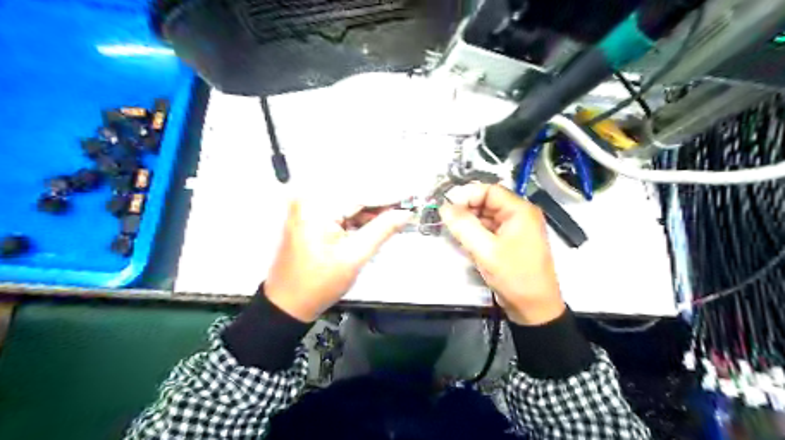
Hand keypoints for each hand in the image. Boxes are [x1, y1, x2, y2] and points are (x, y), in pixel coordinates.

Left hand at [267, 200, 410, 322]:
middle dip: (381, 202)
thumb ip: (382, 230)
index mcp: (317, 207)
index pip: (361, 193)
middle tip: (405, 208)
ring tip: (394, 216)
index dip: (389, 195)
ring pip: (348, 202)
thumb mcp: (355, 257)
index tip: (411, 197)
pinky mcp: (307, 216)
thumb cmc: (318, 284)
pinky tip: (374, 223)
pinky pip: (338, 210)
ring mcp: (306, 207)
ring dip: (370, 210)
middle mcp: (308, 199)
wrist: (287, 304)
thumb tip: (404, 213)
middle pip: (354, 194)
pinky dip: (356, 216)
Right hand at [441, 182, 563, 326]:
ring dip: (470, 223)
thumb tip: (444, 207)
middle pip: (487, 202)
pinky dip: (477, 234)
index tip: (447, 209)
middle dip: (467, 210)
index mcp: (520, 211)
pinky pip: (490, 230)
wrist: (534, 308)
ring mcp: (516, 229)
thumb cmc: (514, 276)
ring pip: (486, 217)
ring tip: (455, 235)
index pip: (489, 191)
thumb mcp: (485, 250)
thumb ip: (463, 226)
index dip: (466, 196)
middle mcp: (520, 215)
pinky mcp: (510, 242)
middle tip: (448, 223)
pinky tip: (467, 244)